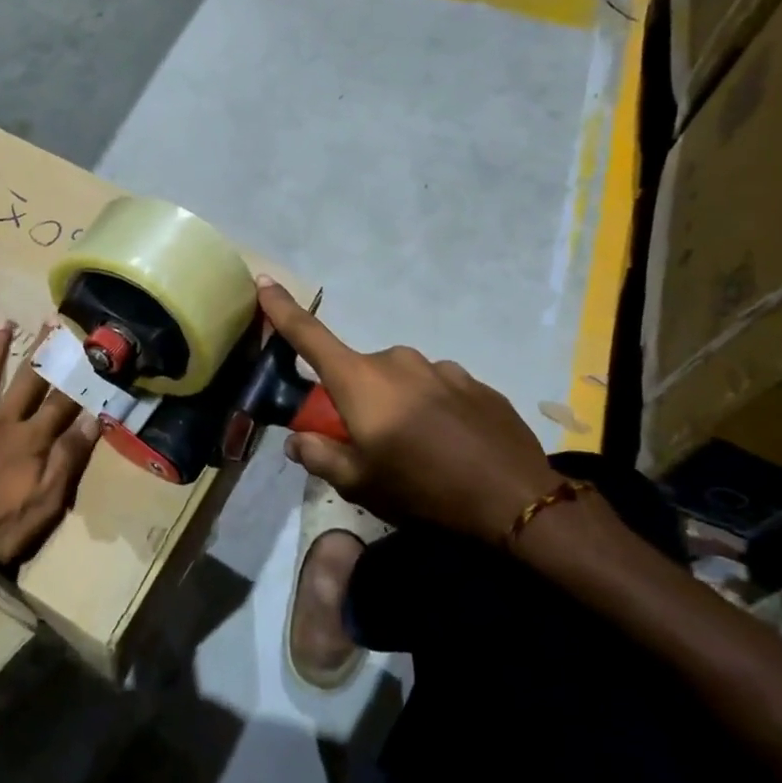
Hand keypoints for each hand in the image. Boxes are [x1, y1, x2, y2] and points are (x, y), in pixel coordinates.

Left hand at [0, 320, 101, 588]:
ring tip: (2, 322)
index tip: (88, 349)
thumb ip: (68, 460)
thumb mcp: (46, 504)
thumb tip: (92, 420)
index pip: (61, 402)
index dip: (77, 376)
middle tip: (51, 321)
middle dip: (41, 351)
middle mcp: (0, 422)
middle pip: (26, 381)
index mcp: (30, 440)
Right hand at [256, 279, 563, 542]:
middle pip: (360, 373)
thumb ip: (320, 456)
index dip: (283, 309)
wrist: (517, 500)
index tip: (264, 282)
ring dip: (398, 405)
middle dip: (357, 400)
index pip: (309, 336)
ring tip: (420, 450)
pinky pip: (437, 389)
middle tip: (371, 444)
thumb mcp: (359, 484)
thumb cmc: (423, 490)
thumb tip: (298, 440)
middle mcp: (397, 362)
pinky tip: (452, 445)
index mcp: (361, 381)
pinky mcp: (475, 382)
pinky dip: (433, 410)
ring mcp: (441, 368)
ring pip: (401, 381)